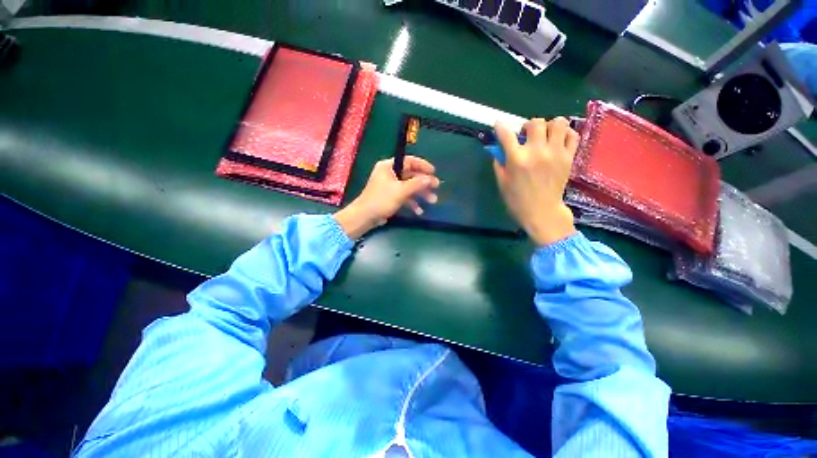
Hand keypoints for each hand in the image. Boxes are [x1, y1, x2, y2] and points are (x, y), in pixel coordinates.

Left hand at [335, 156, 439, 238]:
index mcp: (388, 166)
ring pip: (409, 187)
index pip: (409, 161)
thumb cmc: (381, 200)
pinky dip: (412, 202)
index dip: (422, 166)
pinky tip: (419, 211)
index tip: (433, 172)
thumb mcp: (401, 191)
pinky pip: (404, 197)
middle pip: (410, 175)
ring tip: (432, 201)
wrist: (365, 217)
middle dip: (424, 183)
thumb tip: (430, 178)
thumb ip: (417, 184)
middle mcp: (389, 174)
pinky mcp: (390, 197)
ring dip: (420, 194)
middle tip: (436, 187)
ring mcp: (390, 186)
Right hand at [493, 117, 578, 245]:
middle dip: (528, 126)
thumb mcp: (502, 182)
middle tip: (526, 135)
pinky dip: (565, 133)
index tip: (499, 124)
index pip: (506, 134)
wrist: (541, 211)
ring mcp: (556, 153)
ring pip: (558, 122)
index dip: (500, 126)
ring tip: (545, 136)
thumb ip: (499, 163)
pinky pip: (572, 134)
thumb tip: (499, 148)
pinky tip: (557, 141)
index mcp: (517, 159)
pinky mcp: (569, 157)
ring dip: (549, 126)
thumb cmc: (517, 199)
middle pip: (535, 122)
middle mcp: (537, 151)